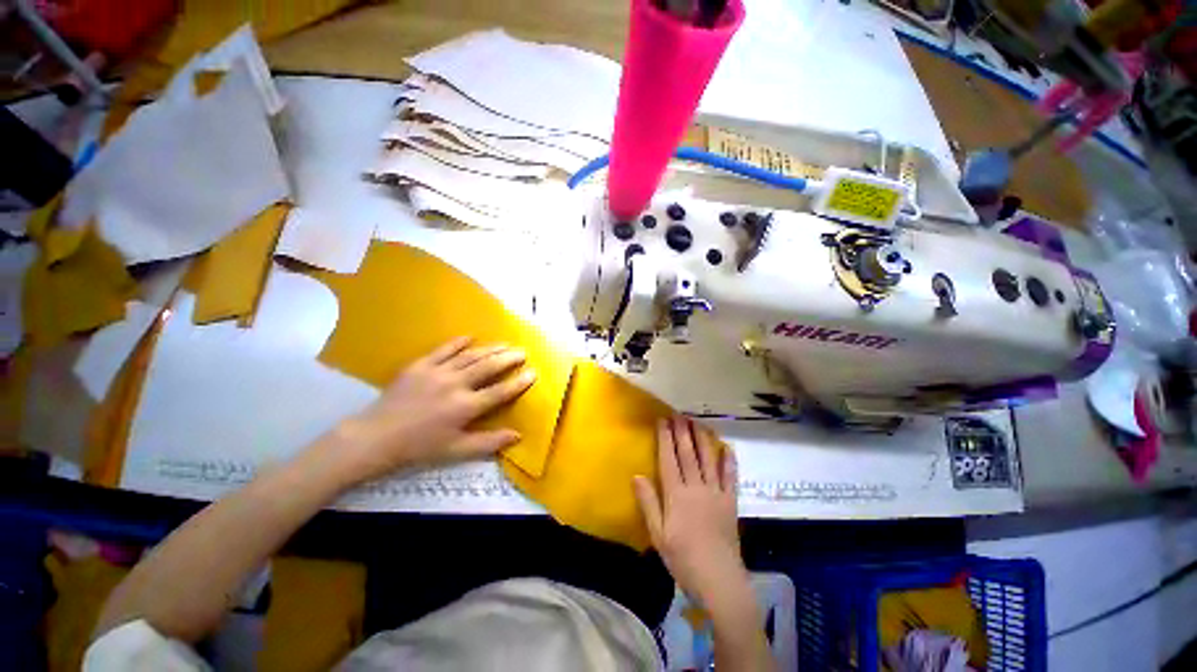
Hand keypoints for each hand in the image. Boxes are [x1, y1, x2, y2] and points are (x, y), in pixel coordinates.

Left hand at [322, 337, 536, 484]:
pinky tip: (471, 337)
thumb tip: (518, 435)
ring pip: (471, 356)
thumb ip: (489, 443)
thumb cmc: (419, 447)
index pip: (500, 392)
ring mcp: (437, 372)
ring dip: (491, 349)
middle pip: (488, 367)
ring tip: (506, 344)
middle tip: (523, 352)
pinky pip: (444, 349)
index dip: (519, 382)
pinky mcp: (420, 365)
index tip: (533, 373)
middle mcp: (455, 385)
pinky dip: (459, 342)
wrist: (376, 437)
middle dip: (509, 358)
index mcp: (465, 407)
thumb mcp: (456, 451)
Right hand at [634, 416, 746, 608]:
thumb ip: (648, 503)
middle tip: (679, 414)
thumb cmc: (683, 558)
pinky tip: (727, 447)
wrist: (719, 580)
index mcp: (676, 494)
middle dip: (683, 431)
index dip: (665, 437)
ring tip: (698, 422)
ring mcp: (716, 492)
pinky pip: (730, 476)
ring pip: (709, 459)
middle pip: (688, 453)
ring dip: (703, 438)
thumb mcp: (658, 534)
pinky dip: (729, 460)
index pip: (669, 458)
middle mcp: (696, 487)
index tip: (663, 420)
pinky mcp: (731, 501)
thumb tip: (636, 475)